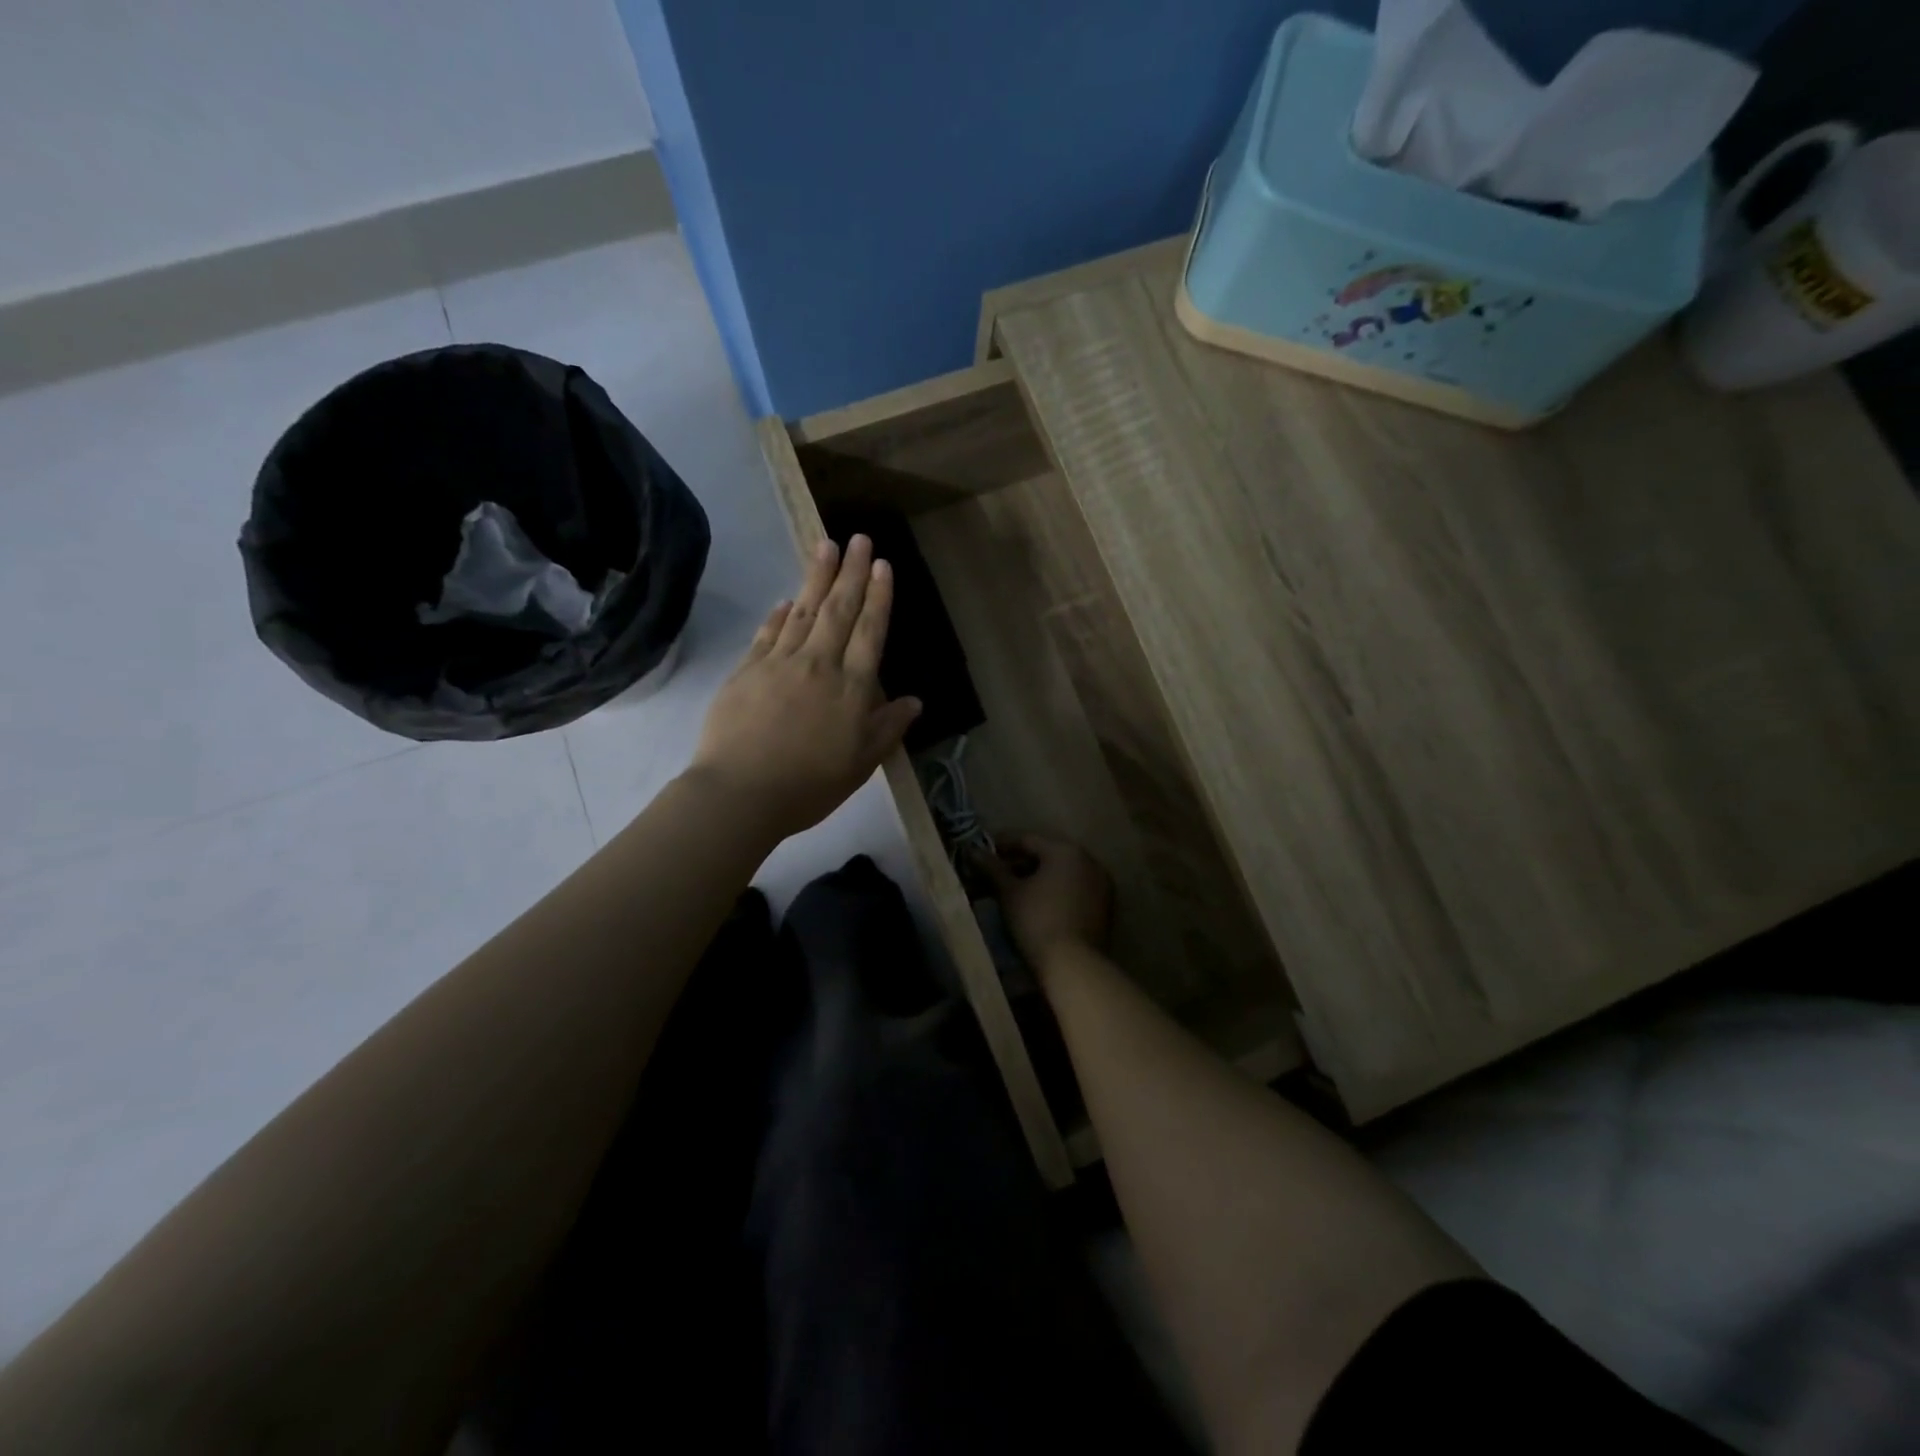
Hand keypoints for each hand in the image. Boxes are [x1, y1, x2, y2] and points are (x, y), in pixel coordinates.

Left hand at [689, 535, 920, 842]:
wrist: (740, 793)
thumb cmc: (809, 785)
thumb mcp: (861, 764)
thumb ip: (888, 728)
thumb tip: (915, 701)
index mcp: (851, 688)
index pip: (870, 632)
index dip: (878, 597)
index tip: (882, 565)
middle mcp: (819, 665)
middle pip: (839, 610)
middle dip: (851, 572)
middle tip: (859, 538)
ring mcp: (779, 664)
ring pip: (804, 611)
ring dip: (817, 577)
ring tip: (826, 546)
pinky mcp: (747, 671)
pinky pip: (768, 633)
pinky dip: (780, 614)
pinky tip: (787, 599)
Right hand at [978, 833, 1112, 970]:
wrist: (1073, 965)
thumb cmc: (1037, 920)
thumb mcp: (1009, 893)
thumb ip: (992, 868)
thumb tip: (973, 851)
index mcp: (1066, 850)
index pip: (1027, 839)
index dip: (1001, 844)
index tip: (982, 852)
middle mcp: (1088, 860)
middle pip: (1047, 854)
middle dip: (1019, 863)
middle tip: (994, 874)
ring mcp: (1100, 884)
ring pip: (1061, 873)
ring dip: (1037, 878)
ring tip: (1012, 891)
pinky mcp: (1104, 907)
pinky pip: (1074, 889)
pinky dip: (1055, 892)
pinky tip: (1036, 905)